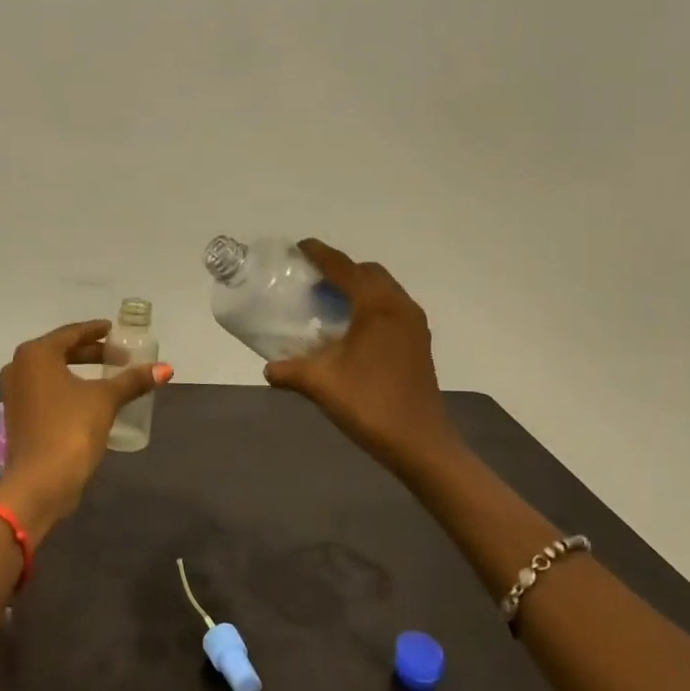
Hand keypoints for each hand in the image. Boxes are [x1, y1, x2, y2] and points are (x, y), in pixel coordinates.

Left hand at [0, 320, 171, 535]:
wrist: (39, 482)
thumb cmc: (70, 429)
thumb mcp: (105, 400)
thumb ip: (133, 381)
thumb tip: (166, 369)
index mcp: (36, 354)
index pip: (71, 333)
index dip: (95, 331)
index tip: (114, 330)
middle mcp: (19, 367)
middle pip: (60, 351)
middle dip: (90, 352)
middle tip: (119, 355)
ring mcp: (14, 393)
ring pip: (51, 371)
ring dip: (78, 370)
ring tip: (107, 375)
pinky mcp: (17, 415)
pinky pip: (45, 390)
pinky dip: (66, 387)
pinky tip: (88, 398)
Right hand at [263, 240, 457, 476]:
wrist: (420, 443)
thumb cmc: (370, 405)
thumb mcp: (321, 384)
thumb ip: (290, 370)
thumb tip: (269, 368)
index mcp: (377, 307)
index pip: (344, 268)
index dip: (320, 254)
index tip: (299, 247)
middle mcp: (399, 306)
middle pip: (368, 272)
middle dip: (341, 269)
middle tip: (311, 280)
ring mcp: (414, 324)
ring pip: (384, 289)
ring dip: (358, 287)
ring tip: (328, 302)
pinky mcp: (419, 342)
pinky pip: (392, 307)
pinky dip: (370, 304)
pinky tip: (351, 328)